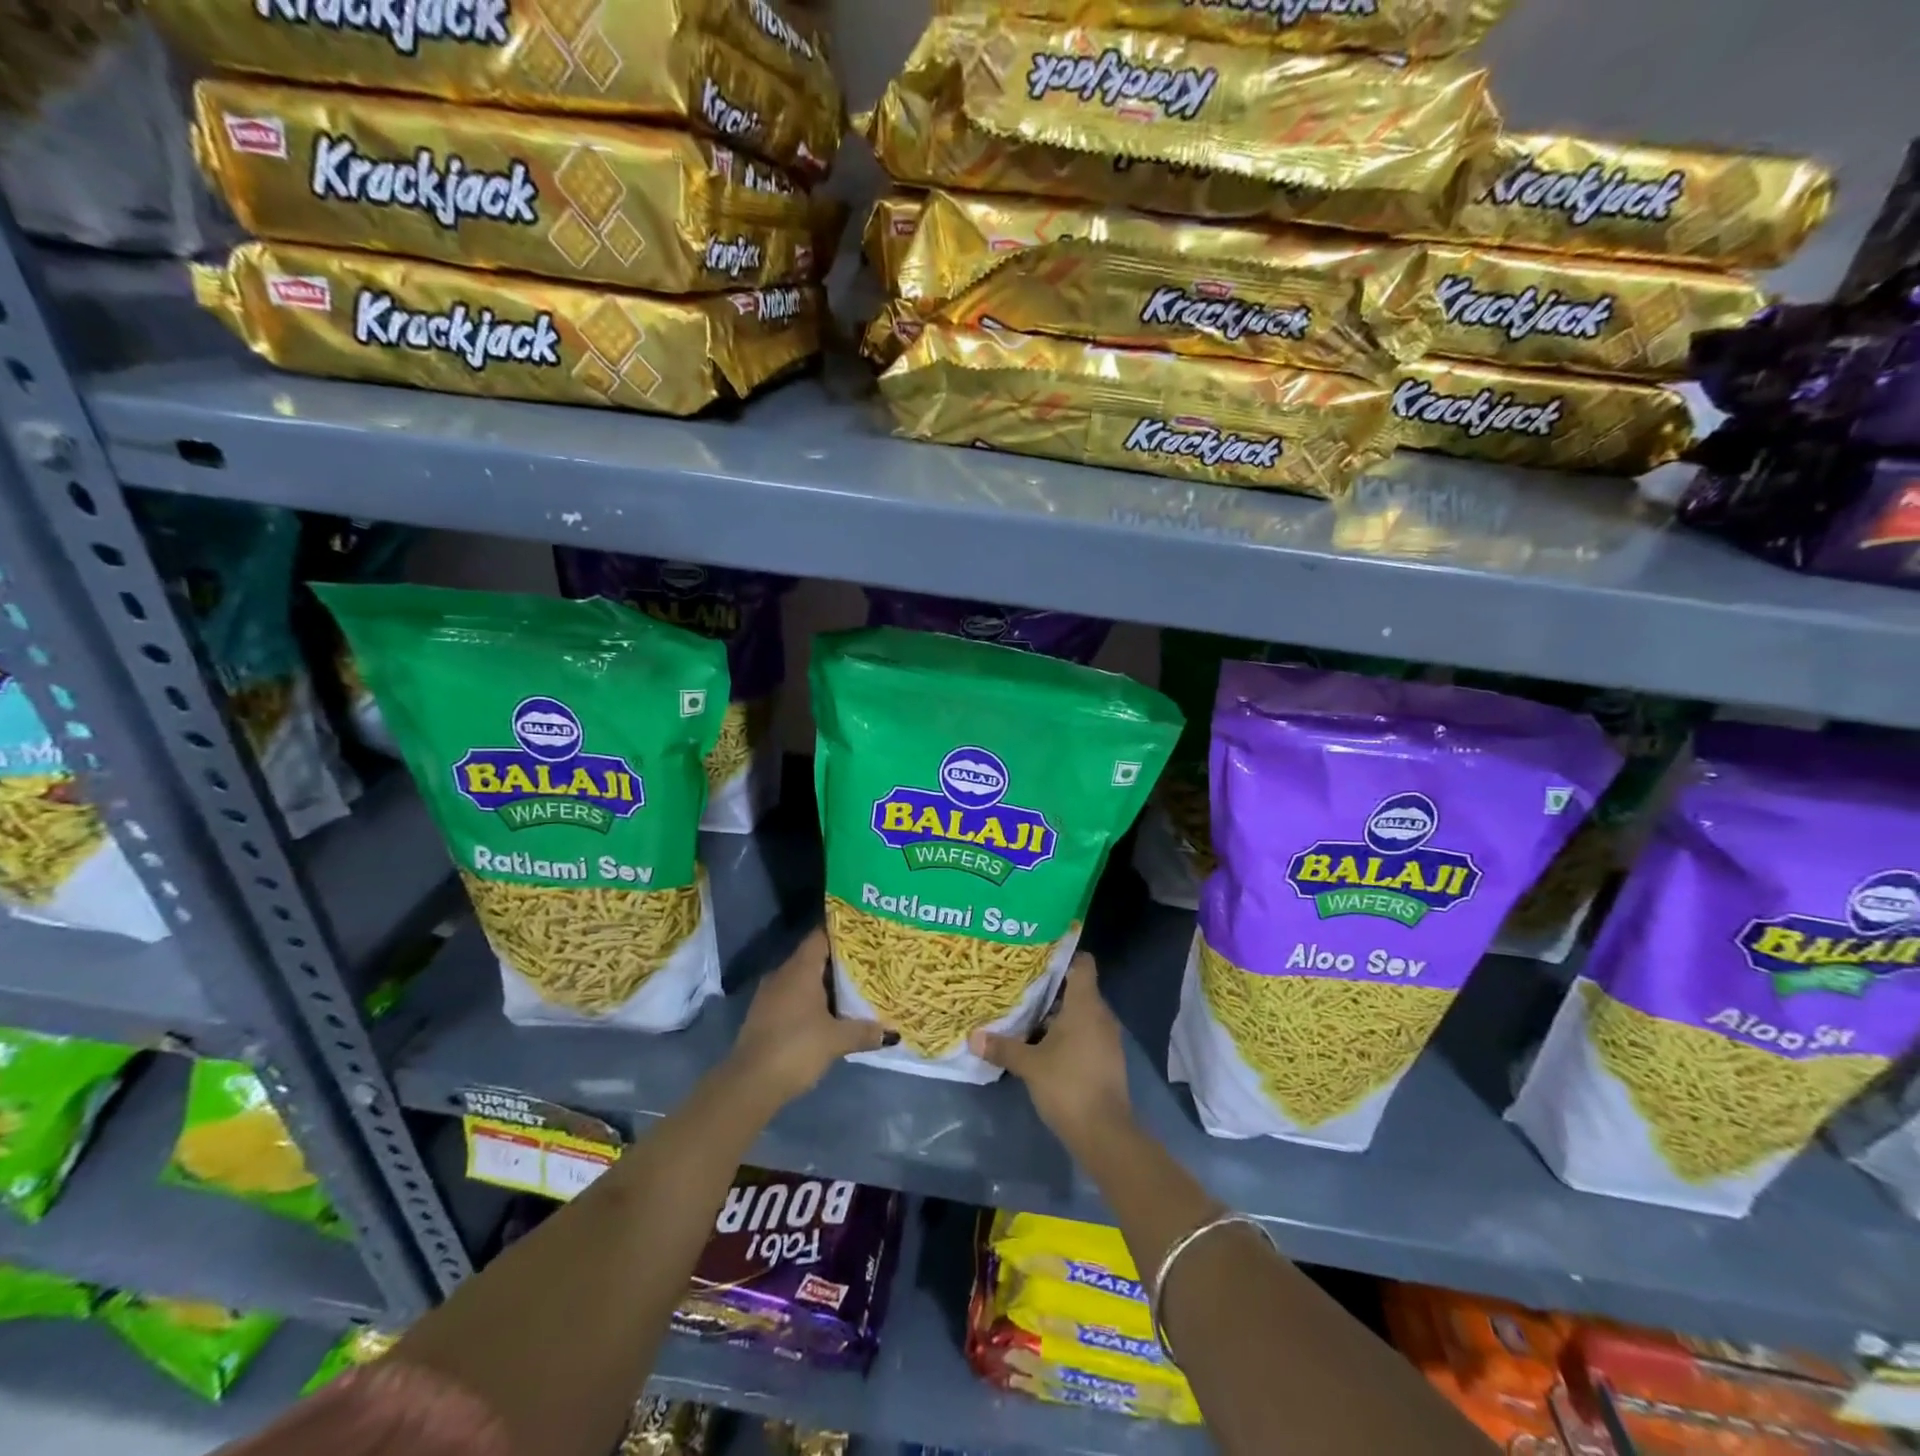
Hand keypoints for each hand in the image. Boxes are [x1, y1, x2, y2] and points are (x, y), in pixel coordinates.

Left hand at [727, 928, 886, 1107]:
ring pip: (803, 979)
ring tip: (854, 988)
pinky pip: (793, 997)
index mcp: (800, 969)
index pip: (821, 936)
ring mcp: (770, 995)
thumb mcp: (836, 1040)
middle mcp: (782, 975)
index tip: (864, 933)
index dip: (842, 932)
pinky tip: (829, 1013)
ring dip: (825, 984)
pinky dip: (811, 1000)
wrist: (750, 1084)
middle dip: (839, 961)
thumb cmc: (796, 1048)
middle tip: (868, 963)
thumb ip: (864, 1032)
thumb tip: (892, 1033)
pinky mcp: (764, 1016)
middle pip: (814, 957)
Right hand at [971, 953, 1132, 1151]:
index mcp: (1085, 1005)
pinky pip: (1086, 1033)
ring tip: (1026, 1013)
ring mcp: (1107, 1038)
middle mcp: (1101, 1015)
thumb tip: (973, 1036)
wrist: (1105, 1133)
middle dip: (1051, 987)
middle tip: (1021, 984)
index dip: (1063, 955)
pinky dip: (1067, 1033)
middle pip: (1078, 988)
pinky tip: (1043, 1043)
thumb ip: (1003, 1047)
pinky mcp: (1106, 1058)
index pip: (1082, 964)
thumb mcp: (1029, 1065)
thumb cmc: (1068, 1085)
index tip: (1038, 955)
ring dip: (1057, 1013)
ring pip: (1081, 1013)